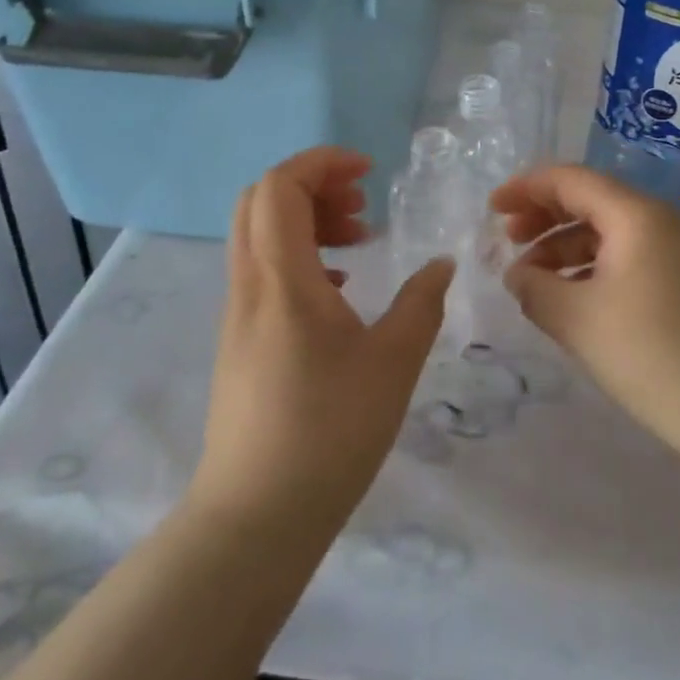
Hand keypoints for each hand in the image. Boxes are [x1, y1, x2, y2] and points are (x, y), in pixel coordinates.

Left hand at [191, 147, 453, 538]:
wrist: (255, 517)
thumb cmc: (329, 432)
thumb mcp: (393, 362)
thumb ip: (421, 302)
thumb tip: (441, 264)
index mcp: (282, 278)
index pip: (280, 186)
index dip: (322, 162)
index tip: (368, 172)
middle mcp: (249, 285)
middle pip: (260, 201)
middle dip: (313, 185)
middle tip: (361, 205)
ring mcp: (238, 314)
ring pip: (259, 235)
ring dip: (306, 220)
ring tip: (358, 241)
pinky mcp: (239, 341)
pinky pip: (262, 270)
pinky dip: (299, 255)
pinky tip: (339, 290)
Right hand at [492, 165, 679, 476]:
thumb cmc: (651, 356)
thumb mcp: (577, 320)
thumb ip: (535, 288)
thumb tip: (518, 275)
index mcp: (635, 214)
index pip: (570, 180)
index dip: (526, 189)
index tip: (491, 209)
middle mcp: (658, 220)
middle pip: (589, 200)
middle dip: (543, 216)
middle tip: (507, 241)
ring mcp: (676, 250)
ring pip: (606, 231)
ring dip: (563, 247)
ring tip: (530, 278)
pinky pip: (625, 256)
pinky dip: (589, 267)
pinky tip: (568, 296)